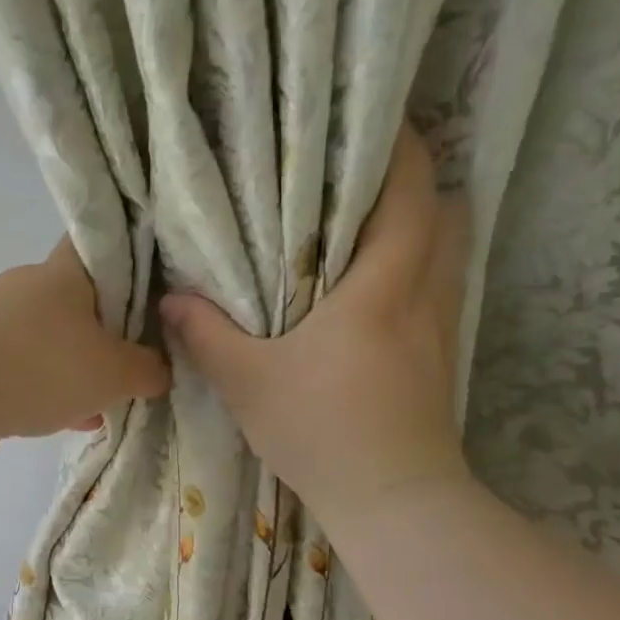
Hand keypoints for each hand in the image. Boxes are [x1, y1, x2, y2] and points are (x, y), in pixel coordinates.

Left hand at [0, 239, 169, 464]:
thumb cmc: (39, 368)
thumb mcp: (112, 373)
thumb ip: (147, 370)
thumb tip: (160, 371)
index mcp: (64, 272)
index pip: (105, 242)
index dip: (138, 255)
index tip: (164, 283)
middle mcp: (28, 289)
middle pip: (82, 300)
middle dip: (113, 330)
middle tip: (144, 358)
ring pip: (54, 342)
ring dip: (81, 369)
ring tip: (113, 401)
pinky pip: (27, 371)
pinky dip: (51, 392)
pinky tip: (75, 421)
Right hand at [159, 126, 470, 533]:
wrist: (391, 498)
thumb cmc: (320, 430)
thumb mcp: (247, 382)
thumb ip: (206, 335)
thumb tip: (171, 299)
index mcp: (382, 283)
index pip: (411, 188)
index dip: (397, 144)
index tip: (365, 121)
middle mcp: (426, 292)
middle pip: (444, 208)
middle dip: (411, 180)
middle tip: (354, 177)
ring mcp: (443, 326)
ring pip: (448, 249)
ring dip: (418, 225)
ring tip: (363, 226)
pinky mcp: (442, 357)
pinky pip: (439, 287)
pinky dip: (416, 268)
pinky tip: (374, 291)